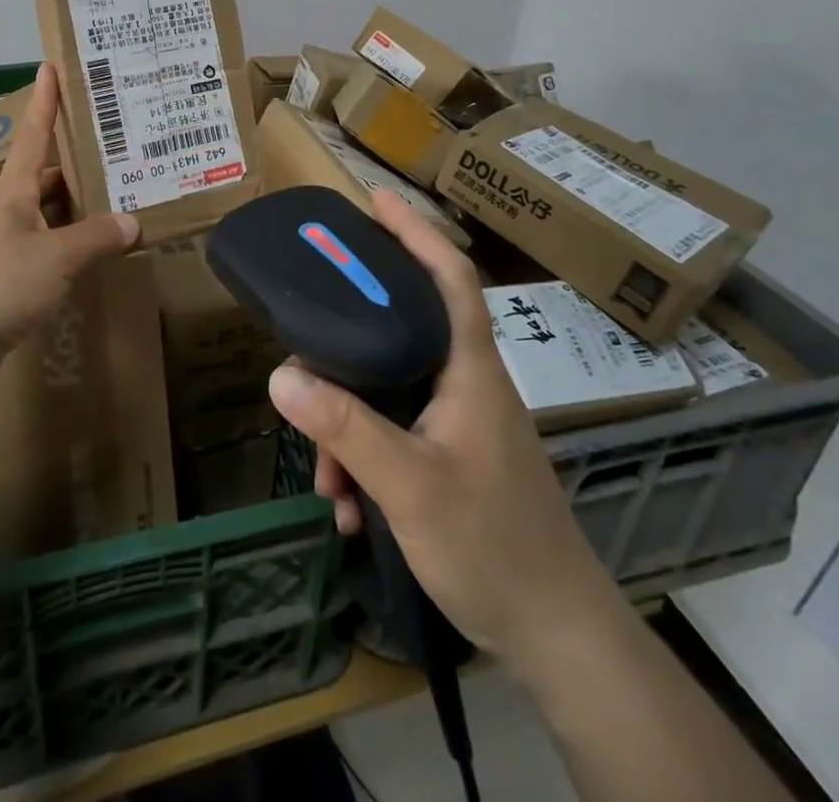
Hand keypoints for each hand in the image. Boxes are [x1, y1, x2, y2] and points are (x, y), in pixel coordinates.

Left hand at [0, 62, 139, 368]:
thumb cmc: (1, 284)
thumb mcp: (58, 257)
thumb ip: (97, 237)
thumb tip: (133, 222)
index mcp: (13, 190)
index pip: (32, 134)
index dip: (44, 101)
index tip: (50, 68)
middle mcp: (7, 208)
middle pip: (45, 174)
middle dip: (76, 161)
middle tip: (115, 149)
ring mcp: (3, 241)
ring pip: (47, 211)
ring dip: (76, 205)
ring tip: (116, 197)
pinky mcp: (6, 272)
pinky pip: (46, 243)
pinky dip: (69, 240)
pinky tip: (93, 249)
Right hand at [266, 190, 616, 665]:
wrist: (558, 637)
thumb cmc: (494, 546)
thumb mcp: (409, 485)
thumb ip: (345, 427)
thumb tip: (281, 375)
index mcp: (469, 368)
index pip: (449, 277)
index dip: (415, 231)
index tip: (374, 201)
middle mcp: (466, 383)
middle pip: (403, 328)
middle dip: (349, 342)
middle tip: (307, 336)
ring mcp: (461, 422)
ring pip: (390, 392)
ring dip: (349, 426)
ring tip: (327, 480)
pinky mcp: (454, 457)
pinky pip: (395, 434)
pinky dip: (366, 459)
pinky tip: (350, 508)